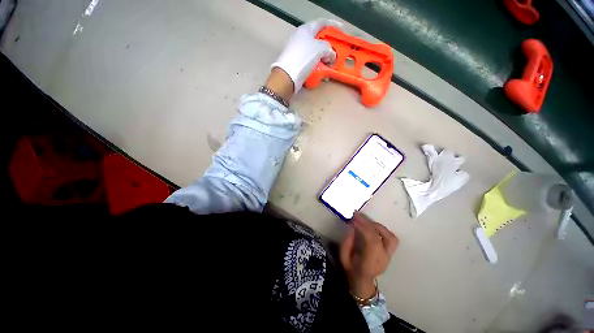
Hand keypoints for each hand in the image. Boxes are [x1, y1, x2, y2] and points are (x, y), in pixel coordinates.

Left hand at [271, 18, 342, 93]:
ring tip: (329, 66)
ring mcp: (298, 52)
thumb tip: (331, 56)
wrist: (287, 76)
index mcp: (306, 30)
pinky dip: (317, 67)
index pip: (321, 23)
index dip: (332, 25)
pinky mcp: (297, 63)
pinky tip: (321, 73)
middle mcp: (301, 38)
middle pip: (318, 40)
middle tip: (335, 53)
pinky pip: (310, 63)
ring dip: (323, 59)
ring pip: (315, 53)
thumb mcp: (320, 49)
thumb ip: (329, 49)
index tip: (340, 29)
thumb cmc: (304, 57)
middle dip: (328, 47)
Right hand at [340, 213, 398, 298]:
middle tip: (357, 215)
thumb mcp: (343, 257)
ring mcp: (388, 256)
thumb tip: (352, 226)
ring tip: (366, 221)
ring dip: (377, 226)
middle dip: (368, 223)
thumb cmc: (350, 269)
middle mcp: (382, 259)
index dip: (363, 228)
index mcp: (369, 263)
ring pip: (390, 237)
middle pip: (380, 237)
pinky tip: (372, 226)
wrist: (362, 281)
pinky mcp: (390, 253)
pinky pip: (391, 238)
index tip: (354, 219)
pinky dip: (382, 230)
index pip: (372, 242)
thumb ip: (347, 241)